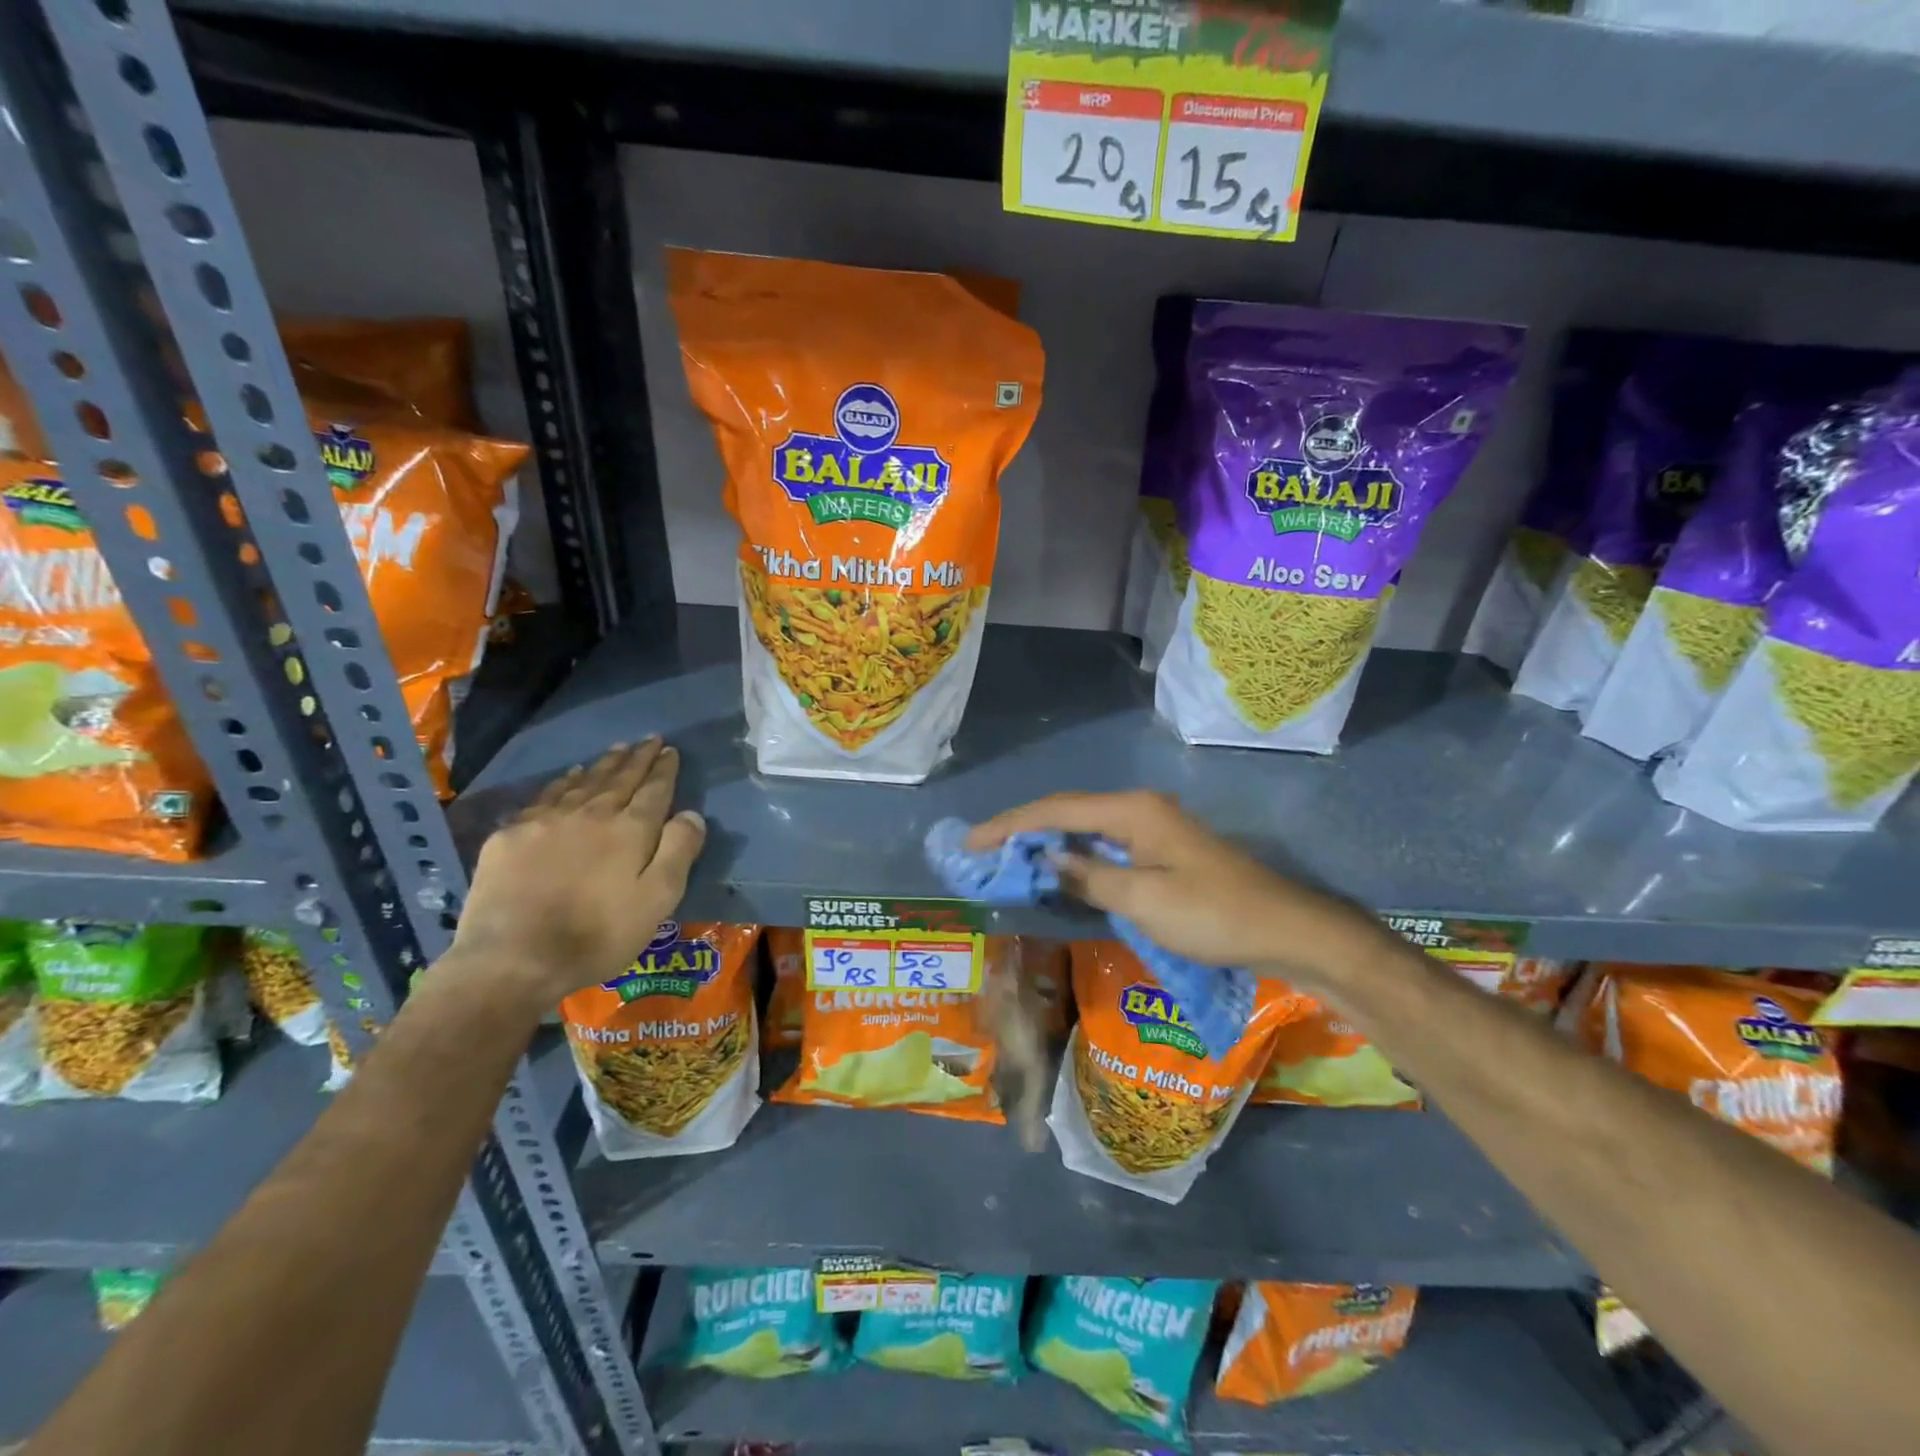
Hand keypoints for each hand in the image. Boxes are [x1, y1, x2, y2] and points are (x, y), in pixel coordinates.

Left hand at [453, 739, 706, 1003]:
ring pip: (583, 782)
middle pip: (619, 778)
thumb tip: (691, 813)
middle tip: (649, 740)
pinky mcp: (512, 835)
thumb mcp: (657, 900)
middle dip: (637, 758)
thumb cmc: (598, 934)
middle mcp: (591, 814)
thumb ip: (679, 851)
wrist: (513, 958)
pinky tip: (569, 776)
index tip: (670, 750)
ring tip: (616, 749)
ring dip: (603, 764)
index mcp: (630, 830)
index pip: (654, 790)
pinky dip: (563, 781)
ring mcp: (547, 821)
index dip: (664, 769)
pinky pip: (545, 795)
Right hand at [967, 790, 1384, 988]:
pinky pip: (1106, 846)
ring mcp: (1154, 828)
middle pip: (1068, 812)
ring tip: (1008, 859)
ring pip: (1086, 828)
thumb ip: (1090, 877)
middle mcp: (1140, 809)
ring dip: (1048, 842)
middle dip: (1023, 829)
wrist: (1286, 928)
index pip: (1056, 811)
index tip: (971, 842)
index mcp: (1132, 811)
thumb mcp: (1144, 902)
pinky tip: (1060, 872)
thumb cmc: (1213, 915)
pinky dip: (1076, 857)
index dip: (1010, 824)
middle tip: (982, 851)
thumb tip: (1049, 858)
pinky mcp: (1163, 850)